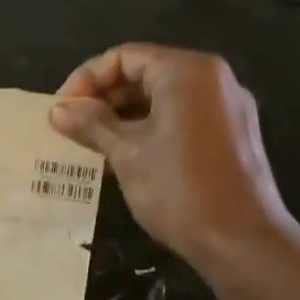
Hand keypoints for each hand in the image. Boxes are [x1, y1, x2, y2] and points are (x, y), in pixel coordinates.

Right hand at [49, 43, 288, 265]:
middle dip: (105, 98)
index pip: (124, 57)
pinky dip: (151, 129)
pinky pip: (183, 118)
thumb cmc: (179, 189)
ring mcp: (227, 108)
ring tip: (92, 144)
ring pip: (164, 98)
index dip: (86, 79)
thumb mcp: (126, 153)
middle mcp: (213, 80)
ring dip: (125, 116)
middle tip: (72, 127)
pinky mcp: (232, 136)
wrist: (242, 243)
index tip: (61, 109)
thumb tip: (58, 110)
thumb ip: (91, 124)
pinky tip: (126, 157)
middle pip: (146, 73)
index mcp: (187, 72)